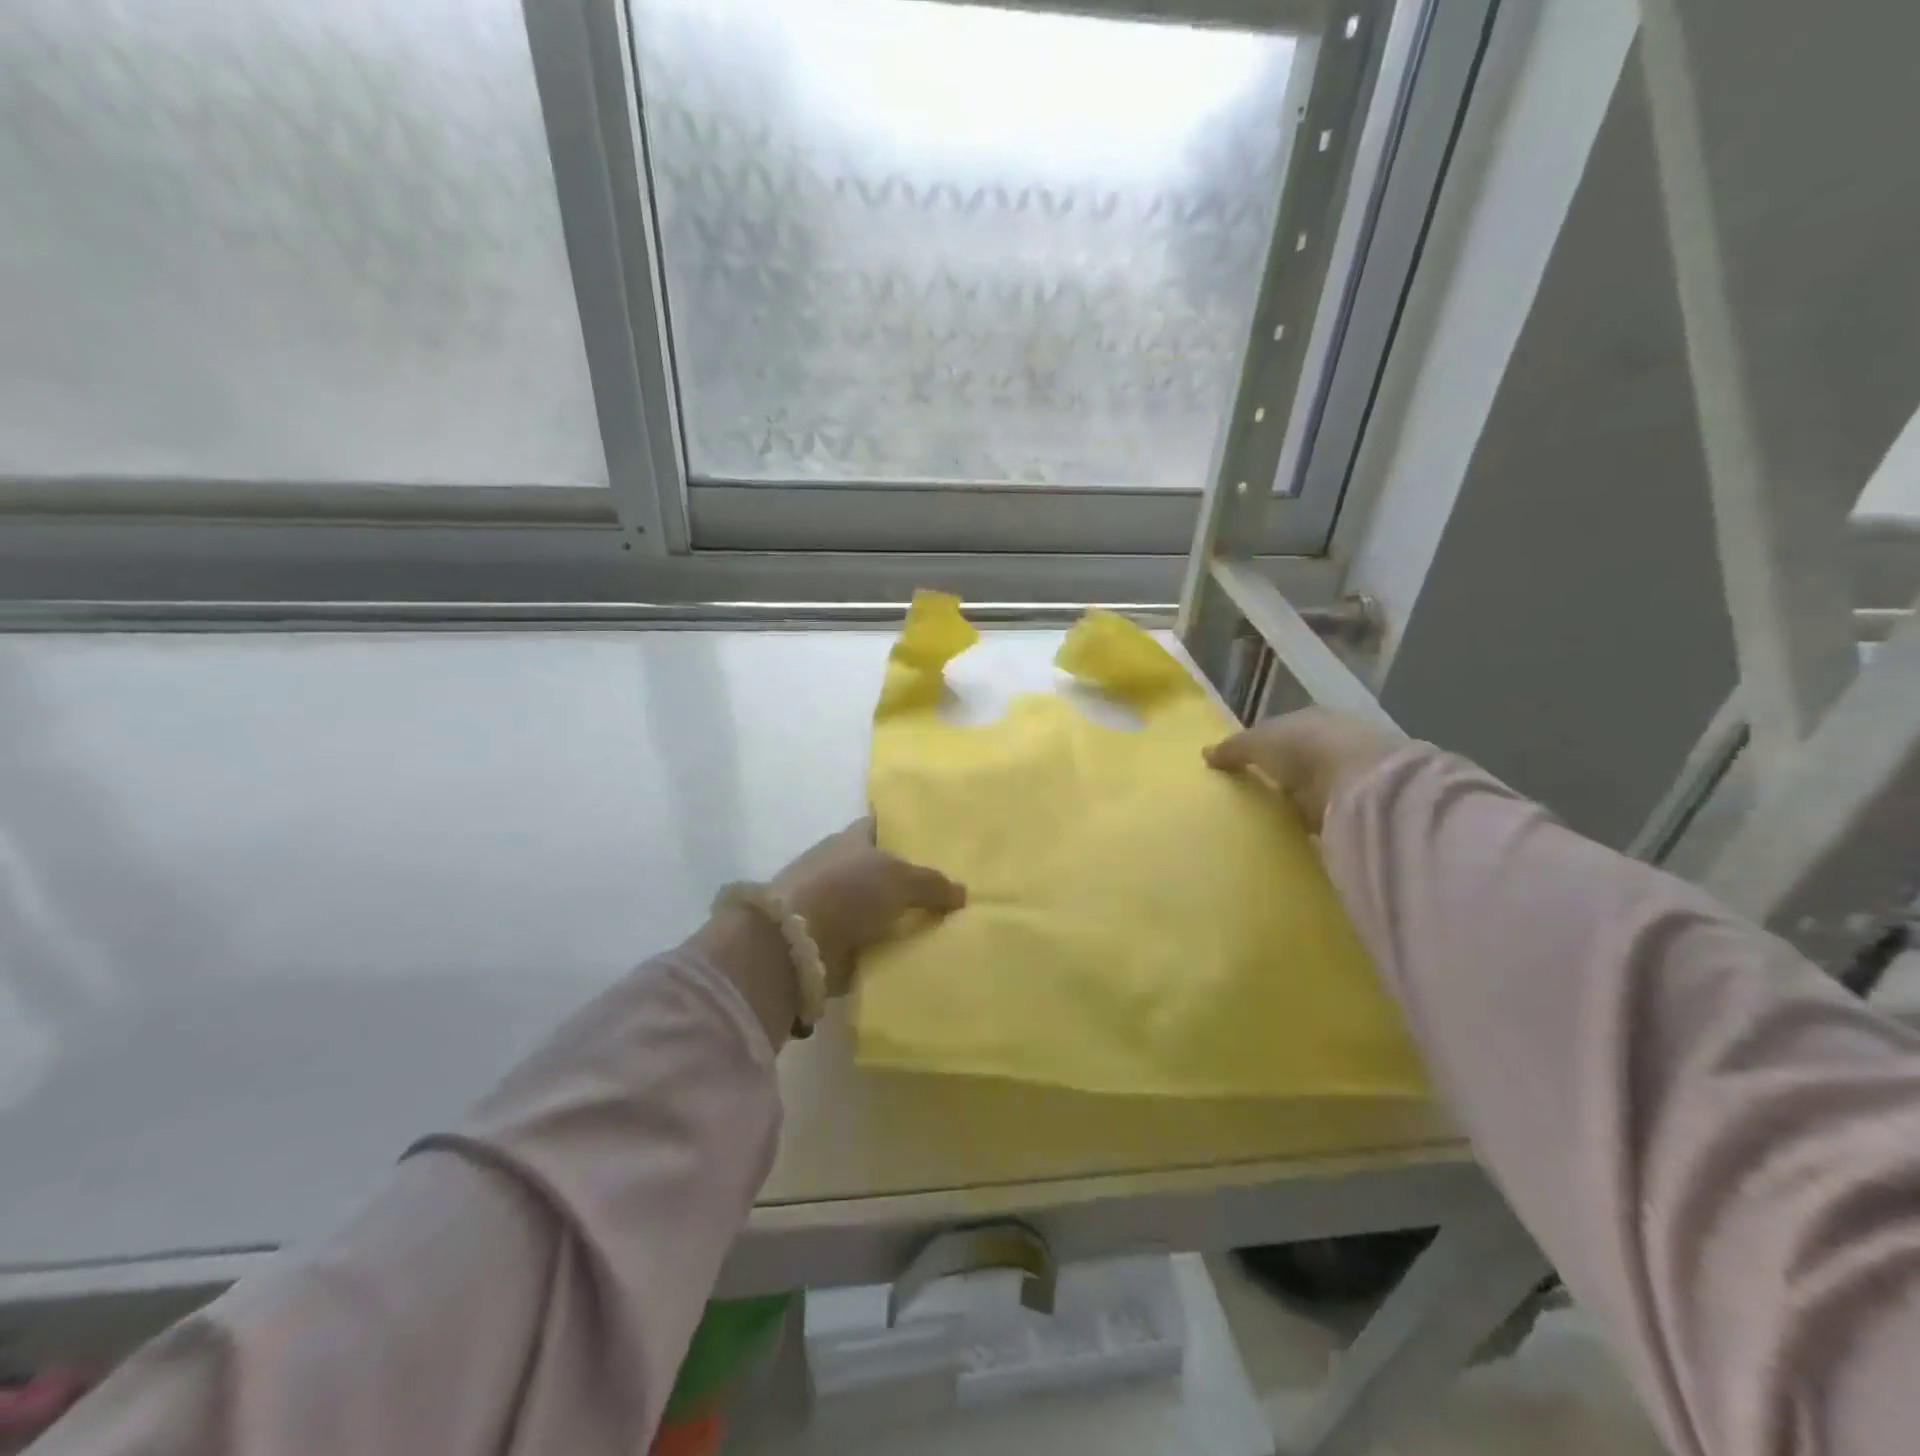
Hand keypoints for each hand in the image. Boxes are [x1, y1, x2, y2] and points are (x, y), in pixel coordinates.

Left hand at [774, 819, 964, 995]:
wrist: (796, 943)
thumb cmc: (847, 891)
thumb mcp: (900, 878)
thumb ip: (932, 883)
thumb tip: (962, 892)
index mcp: (850, 839)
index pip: (880, 827)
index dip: (904, 833)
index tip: (933, 845)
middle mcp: (838, 867)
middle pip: (879, 871)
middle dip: (905, 882)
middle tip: (946, 896)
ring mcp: (829, 905)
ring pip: (873, 909)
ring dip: (894, 921)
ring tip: (937, 931)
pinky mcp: (826, 941)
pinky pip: (865, 943)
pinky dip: (883, 950)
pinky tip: (912, 957)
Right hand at [1204, 707, 1405, 831]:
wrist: (1361, 783)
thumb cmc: (1304, 748)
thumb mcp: (1257, 742)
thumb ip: (1232, 748)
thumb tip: (1204, 753)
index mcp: (1311, 718)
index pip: (1283, 730)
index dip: (1263, 746)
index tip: (1244, 767)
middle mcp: (1336, 740)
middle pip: (1301, 757)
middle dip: (1283, 774)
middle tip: (1256, 794)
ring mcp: (1353, 773)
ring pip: (1318, 785)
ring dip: (1302, 799)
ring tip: (1274, 818)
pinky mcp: (1363, 805)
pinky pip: (1331, 812)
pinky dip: (1318, 821)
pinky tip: (1300, 833)